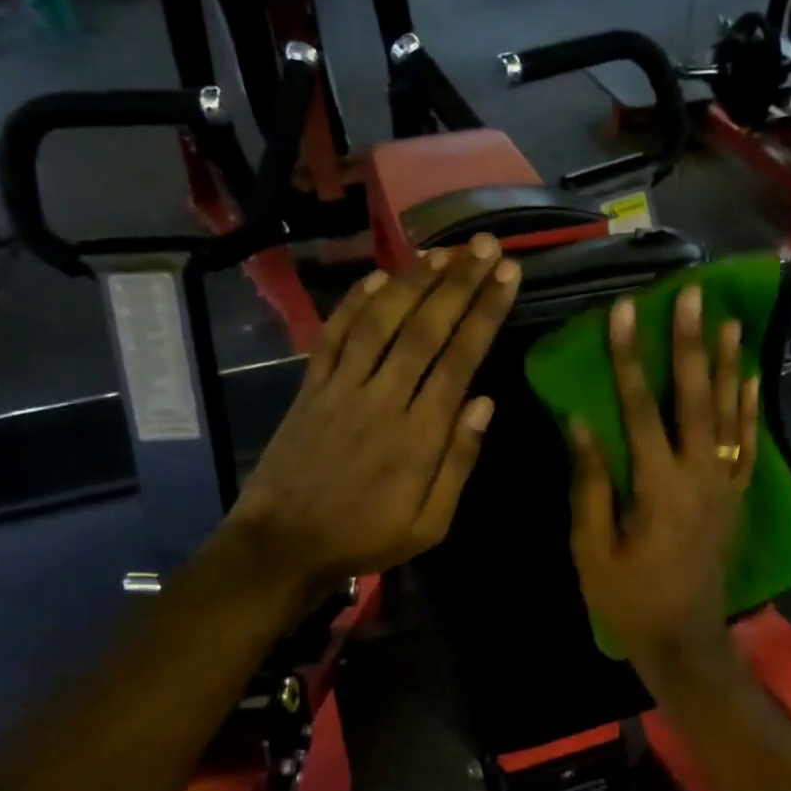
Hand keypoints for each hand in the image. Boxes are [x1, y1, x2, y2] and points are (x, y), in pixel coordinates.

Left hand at [216, 236, 520, 599]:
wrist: (283, 545)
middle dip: (459, 283)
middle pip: (424, 328)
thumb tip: (485, 403)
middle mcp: (382, 399)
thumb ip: (458, 462)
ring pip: (380, 321)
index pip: (460, 359)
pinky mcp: (310, 388)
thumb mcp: (429, 524)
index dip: (485, 312)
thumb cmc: (364, 538)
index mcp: (418, 435)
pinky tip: (378, 278)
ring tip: (443, 252)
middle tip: (486, 245)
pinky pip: (334, 335)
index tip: (508, 275)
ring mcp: (341, 388)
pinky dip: (355, 303)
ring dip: (413, 282)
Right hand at [570, 284, 758, 664]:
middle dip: (690, 344)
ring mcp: (725, 485)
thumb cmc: (628, 599)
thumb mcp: (592, 549)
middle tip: (693, 295)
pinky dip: (749, 408)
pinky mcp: (736, 497)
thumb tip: (579, 422)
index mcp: (657, 487)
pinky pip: (747, 444)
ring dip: (727, 364)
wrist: (684, 640)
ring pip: (728, 413)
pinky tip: (749, 377)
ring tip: (730, 320)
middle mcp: (699, 476)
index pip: (640, 408)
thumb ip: (589, 484)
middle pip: (694, 398)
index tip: (626, 310)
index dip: (628, 358)